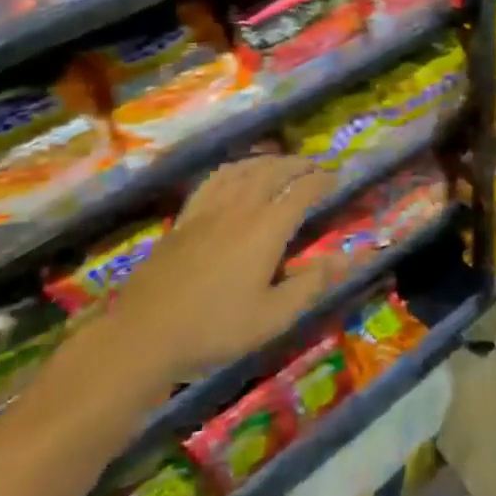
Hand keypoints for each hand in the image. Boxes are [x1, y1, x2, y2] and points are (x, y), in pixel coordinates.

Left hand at [107, 156, 345, 381]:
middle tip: (315, 167)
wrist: (145, 334)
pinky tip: (237, 173)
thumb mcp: (273, 316)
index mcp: (267, 228)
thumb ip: (312, 282)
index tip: (337, 178)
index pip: (302, 191)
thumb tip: (350, 256)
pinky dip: (236, 167)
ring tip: (282, 164)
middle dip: (299, 165)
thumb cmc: (216, 328)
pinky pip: (216, 178)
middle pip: (274, 171)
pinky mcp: (186, 216)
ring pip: (245, 169)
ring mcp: (209, 208)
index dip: (323, 181)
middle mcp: (241, 207)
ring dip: (269, 161)